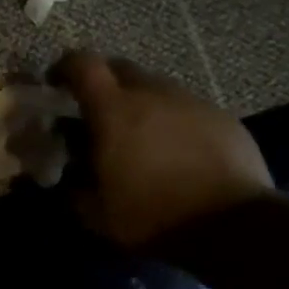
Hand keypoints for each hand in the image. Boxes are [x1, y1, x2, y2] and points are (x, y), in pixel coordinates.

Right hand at [51, 50, 273, 249]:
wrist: (231, 225)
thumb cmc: (153, 216)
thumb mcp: (98, 214)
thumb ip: (75, 189)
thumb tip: (68, 178)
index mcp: (113, 109)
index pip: (82, 63)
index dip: (65, 67)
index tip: (57, 84)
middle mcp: (152, 92)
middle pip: (120, 67)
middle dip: (104, 83)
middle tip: (100, 113)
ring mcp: (191, 101)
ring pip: (156, 87)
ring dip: (142, 102)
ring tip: (143, 136)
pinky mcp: (222, 116)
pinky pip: (188, 107)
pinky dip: (174, 120)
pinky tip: (179, 152)